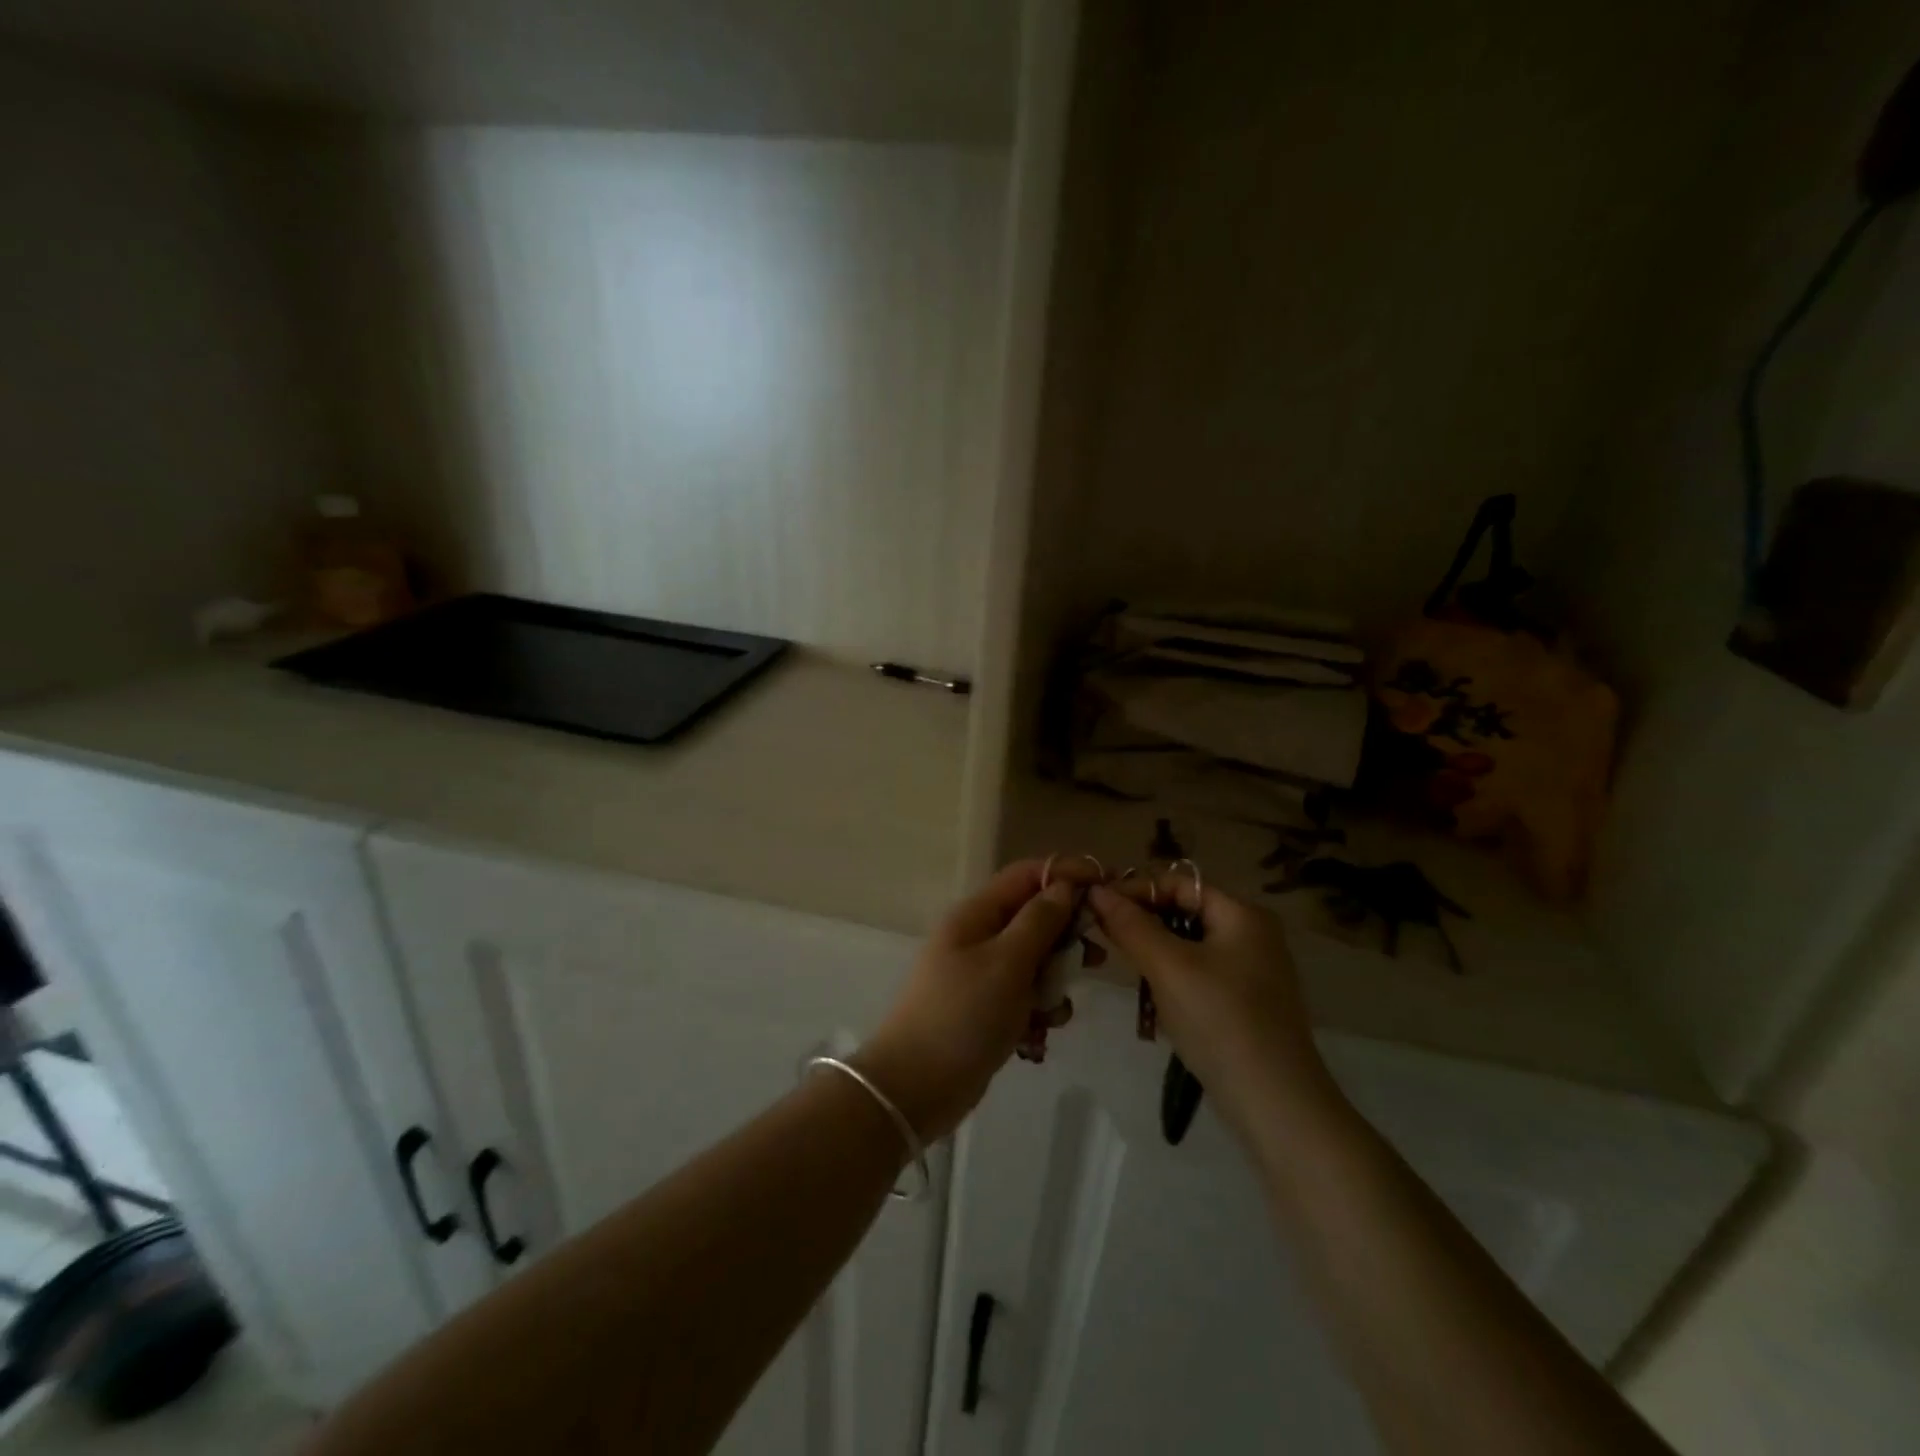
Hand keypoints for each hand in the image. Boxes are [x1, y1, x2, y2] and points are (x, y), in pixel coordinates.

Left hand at [854, 860, 1090, 1141]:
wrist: (915, 1086)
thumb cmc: (963, 1014)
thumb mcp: (1007, 962)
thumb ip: (1039, 921)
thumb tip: (1064, 886)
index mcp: (976, 914)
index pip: (1026, 875)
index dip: (1065, 873)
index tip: (1106, 885)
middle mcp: (978, 936)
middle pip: (1033, 917)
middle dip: (1066, 935)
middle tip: (1095, 958)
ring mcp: (981, 974)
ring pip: (1034, 960)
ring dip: (1054, 979)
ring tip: (1056, 1008)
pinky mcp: (986, 1009)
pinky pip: (1025, 995)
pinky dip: (1038, 1008)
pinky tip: (1039, 1033)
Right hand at [1089, 879, 1340, 1141]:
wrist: (1275, 1104)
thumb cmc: (1220, 1020)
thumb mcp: (1168, 966)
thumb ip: (1130, 924)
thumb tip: (1097, 890)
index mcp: (1242, 913)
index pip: (1178, 883)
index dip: (1135, 890)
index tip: (1095, 907)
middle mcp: (1253, 934)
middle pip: (1185, 911)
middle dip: (1143, 922)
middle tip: (1103, 936)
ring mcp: (1254, 970)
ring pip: (1190, 945)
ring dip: (1154, 952)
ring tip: (1124, 966)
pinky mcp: (1248, 1003)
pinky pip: (1201, 973)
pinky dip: (1173, 977)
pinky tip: (1153, 999)